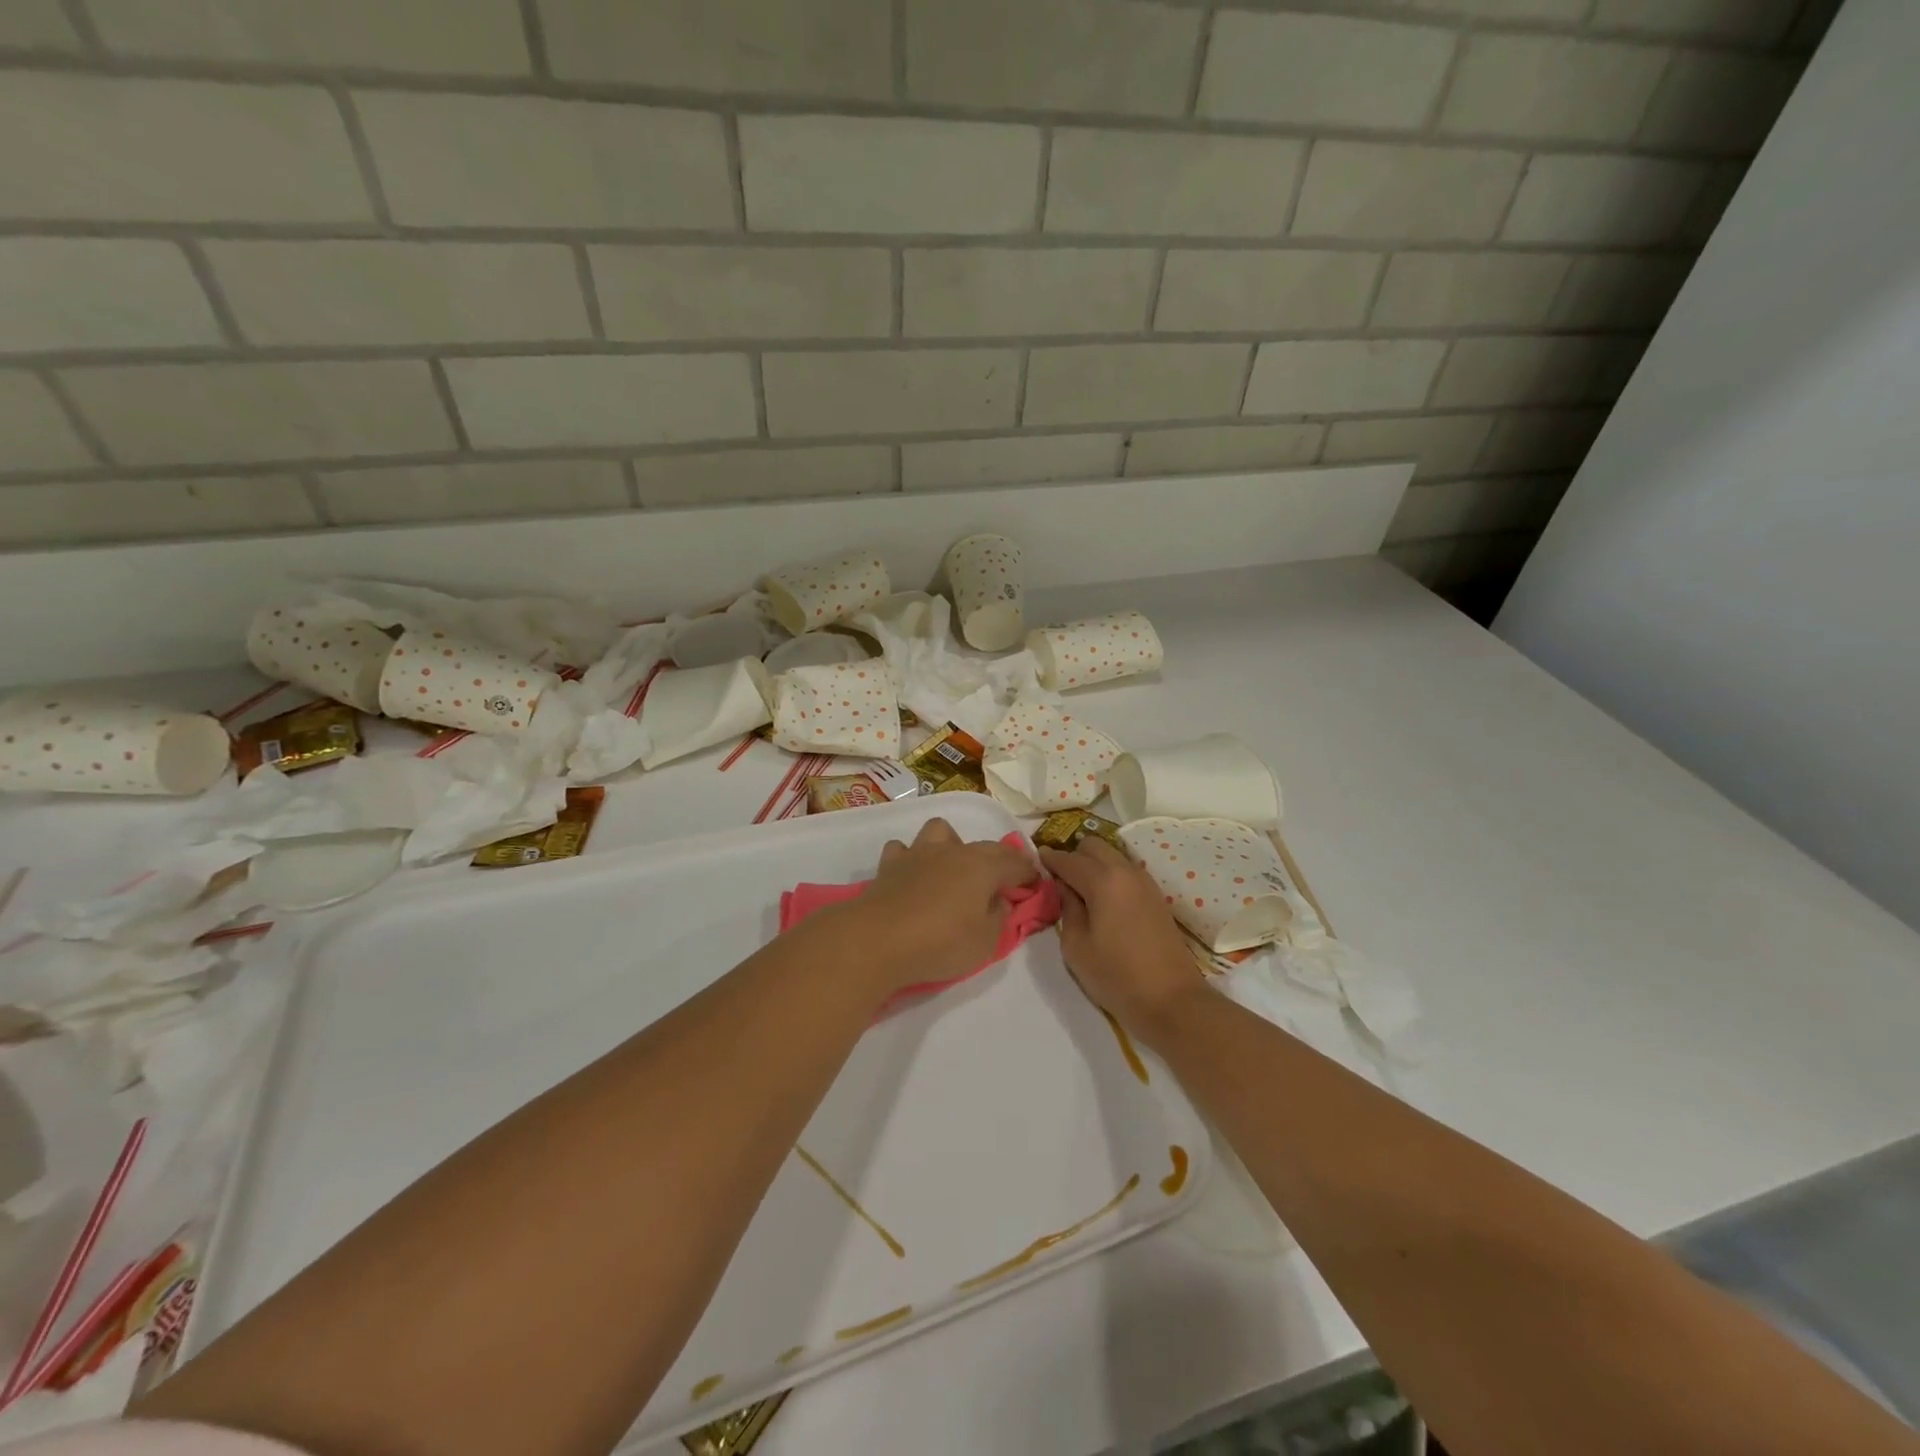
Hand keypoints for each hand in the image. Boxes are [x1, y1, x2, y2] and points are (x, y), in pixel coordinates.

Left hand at [838, 817, 1037, 993]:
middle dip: (999, 860)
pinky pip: (903, 850)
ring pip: (941, 831)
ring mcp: (919, 853)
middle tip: (1002, 883)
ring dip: (952, 845)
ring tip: (952, 870)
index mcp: (983, 867)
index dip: (1029, 873)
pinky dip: (911, 858)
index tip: (1035, 884)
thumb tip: (1000, 900)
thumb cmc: (940, 942)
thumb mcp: (986, 942)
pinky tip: (912, 876)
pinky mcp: (890, 865)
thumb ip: (999, 917)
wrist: (877, 939)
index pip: (1015, 862)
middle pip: (985, 846)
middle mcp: (954, 851)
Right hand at [1039, 837, 1207, 1040]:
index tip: (1035, 859)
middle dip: (1073, 855)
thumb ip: (1066, 908)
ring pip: (1112, 856)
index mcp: (1103, 880)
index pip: (1068, 859)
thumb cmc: (1116, 976)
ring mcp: (1145, 882)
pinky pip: (1126, 871)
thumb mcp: (1076, 946)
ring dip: (1093, 863)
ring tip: (1079, 889)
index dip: (1048, 858)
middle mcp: (1125, 871)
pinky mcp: (1156, 896)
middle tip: (1058, 878)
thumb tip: (1063, 887)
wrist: (1172, 1000)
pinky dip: (1110, 874)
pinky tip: (1102, 899)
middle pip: (1094, 846)